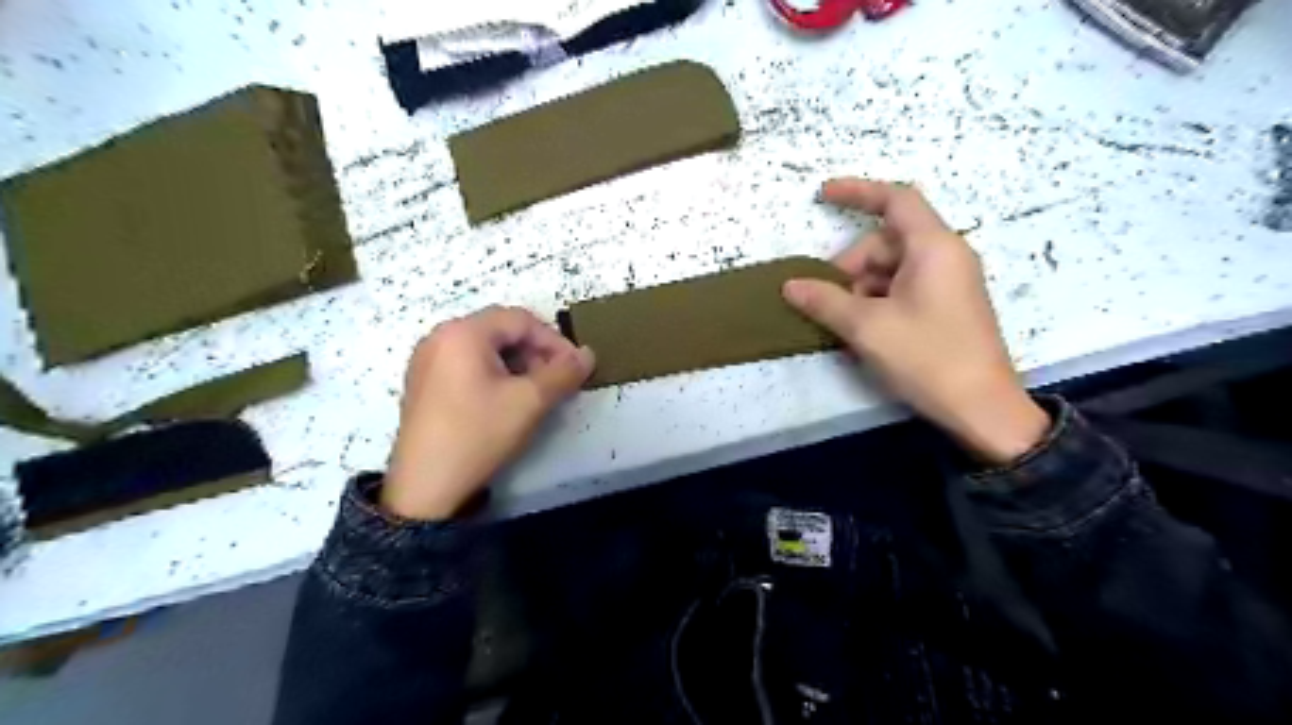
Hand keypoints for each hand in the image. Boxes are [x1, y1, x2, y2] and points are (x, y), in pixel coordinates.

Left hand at [379, 305, 588, 521]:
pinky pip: (467, 364)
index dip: (554, 341)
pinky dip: (494, 373)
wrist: (425, 488)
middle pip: (501, 330)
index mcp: (462, 333)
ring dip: (517, 364)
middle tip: (556, 381)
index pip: (521, 320)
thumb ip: (563, 373)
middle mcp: (440, 337)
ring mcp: (427, 360)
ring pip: (485, 348)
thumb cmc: (478, 435)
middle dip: (536, 352)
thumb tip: (588, 354)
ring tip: (535, 392)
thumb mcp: (529, 402)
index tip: (575, 368)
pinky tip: (505, 400)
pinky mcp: (423, 383)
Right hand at [776, 177, 1047, 463]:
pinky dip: (876, 304)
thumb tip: (790, 285)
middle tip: (826, 302)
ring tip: (844, 327)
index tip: (821, 196)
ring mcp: (947, 283)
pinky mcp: (946, 307)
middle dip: (850, 268)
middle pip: (885, 243)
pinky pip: (902, 290)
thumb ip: (825, 301)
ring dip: (859, 291)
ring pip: (890, 270)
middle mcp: (945, 256)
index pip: (895, 200)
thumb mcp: (868, 327)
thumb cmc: (928, 358)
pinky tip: (862, 333)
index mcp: (934, 247)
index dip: (857, 192)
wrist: (982, 409)